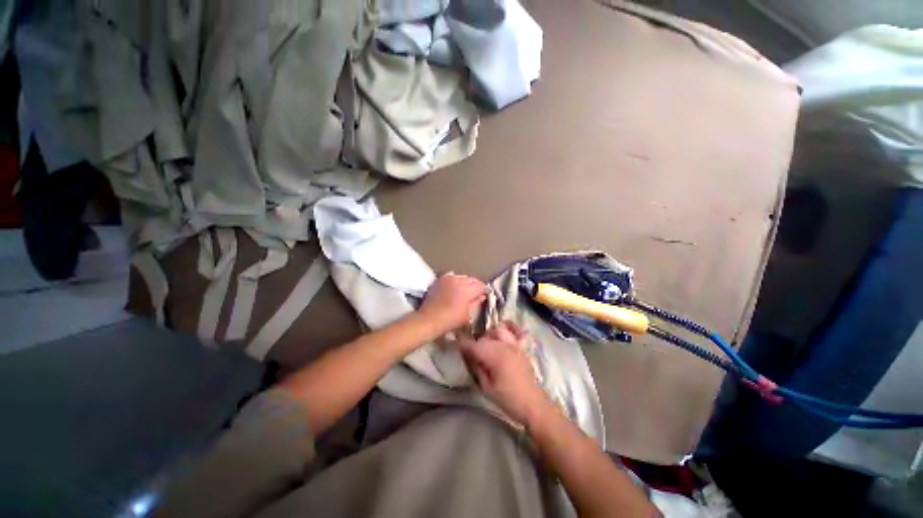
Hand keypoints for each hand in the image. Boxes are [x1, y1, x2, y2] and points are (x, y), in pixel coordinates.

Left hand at [418, 273, 485, 335]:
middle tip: (475, 294)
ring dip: (465, 282)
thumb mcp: (467, 315)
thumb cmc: (450, 320)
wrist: (429, 318)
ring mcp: (448, 278)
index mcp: (467, 290)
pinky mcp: (440, 279)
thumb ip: (476, 303)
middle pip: (472, 279)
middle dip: (475, 286)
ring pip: (462, 277)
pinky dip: (455, 280)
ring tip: (464, 290)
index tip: (484, 295)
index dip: (484, 290)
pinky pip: (452, 276)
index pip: (481, 285)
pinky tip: (454, 287)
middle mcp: (459, 281)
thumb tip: (482, 297)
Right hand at [459, 322, 553, 425]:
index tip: (455, 346)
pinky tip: (503, 333)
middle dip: (475, 343)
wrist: (533, 404)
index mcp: (494, 355)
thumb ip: (475, 368)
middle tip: (470, 354)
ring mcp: (515, 343)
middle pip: (484, 336)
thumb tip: (467, 355)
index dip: (462, 344)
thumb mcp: (486, 387)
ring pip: (498, 329)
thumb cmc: (508, 399)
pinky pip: (516, 331)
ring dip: (489, 335)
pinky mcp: (522, 346)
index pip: (473, 344)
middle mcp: (504, 345)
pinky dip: (509, 328)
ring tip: (486, 346)